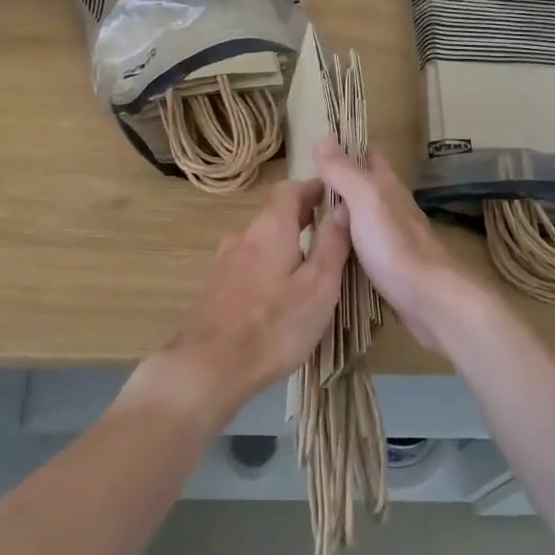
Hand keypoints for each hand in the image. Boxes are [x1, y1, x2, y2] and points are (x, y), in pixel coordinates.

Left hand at [143, 177, 351, 423]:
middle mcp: (243, 236)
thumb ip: (332, 244)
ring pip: (262, 242)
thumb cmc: (275, 324)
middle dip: (303, 216)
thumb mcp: (318, 285)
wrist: (210, 366)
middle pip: (275, 215)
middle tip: (332, 230)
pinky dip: (271, 266)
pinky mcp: (217, 288)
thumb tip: (344, 207)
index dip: (314, 188)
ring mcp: (225, 262)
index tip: (336, 194)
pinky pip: (250, 265)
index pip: (291, 189)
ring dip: (287, 243)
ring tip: (312, 264)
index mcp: (270, 228)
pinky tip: (282, 292)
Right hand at [313, 141, 495, 354]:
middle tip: (302, 195)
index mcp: (388, 186)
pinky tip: (331, 254)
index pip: (368, 156)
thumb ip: (344, 172)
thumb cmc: (395, 245)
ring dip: (341, 217)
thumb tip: (323, 139)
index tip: (315, 156)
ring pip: (363, 219)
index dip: (345, 151)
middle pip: (364, 188)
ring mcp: (394, 238)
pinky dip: (347, 244)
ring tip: (309, 223)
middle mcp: (393, 207)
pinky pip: (364, 247)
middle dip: (338, 186)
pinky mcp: (392, 267)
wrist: (430, 300)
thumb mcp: (365, 199)